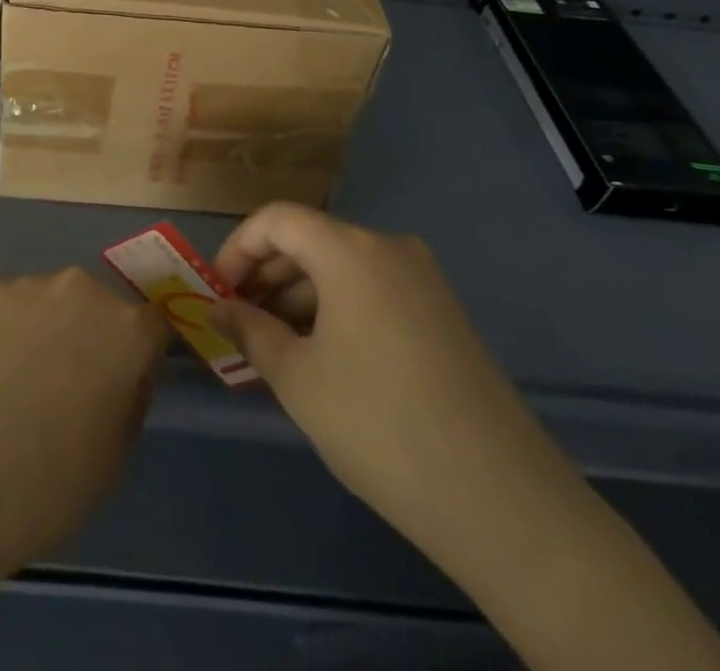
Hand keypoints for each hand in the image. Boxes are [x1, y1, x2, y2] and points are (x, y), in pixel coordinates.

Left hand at [0, 267, 167, 606]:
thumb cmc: (42, 490)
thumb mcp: (112, 461)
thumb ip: (128, 402)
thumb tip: (122, 378)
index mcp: (125, 331)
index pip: (152, 327)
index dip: (139, 357)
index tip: (121, 386)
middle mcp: (80, 291)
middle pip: (97, 307)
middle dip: (89, 337)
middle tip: (63, 389)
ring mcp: (25, 287)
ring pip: (48, 304)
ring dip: (43, 331)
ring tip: (11, 387)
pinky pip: (5, 309)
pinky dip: (0, 333)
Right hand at [212, 205, 719, 670]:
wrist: (501, 499)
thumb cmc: (379, 425)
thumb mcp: (298, 378)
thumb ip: (250, 331)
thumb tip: (218, 308)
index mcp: (350, 249)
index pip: (276, 220)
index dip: (237, 249)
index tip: (218, 293)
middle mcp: (388, 247)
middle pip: (310, 240)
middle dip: (267, 275)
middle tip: (240, 323)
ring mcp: (423, 279)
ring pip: (341, 267)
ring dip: (299, 296)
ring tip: (275, 347)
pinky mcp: (442, 313)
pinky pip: (373, 290)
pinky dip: (336, 309)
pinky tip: (323, 357)